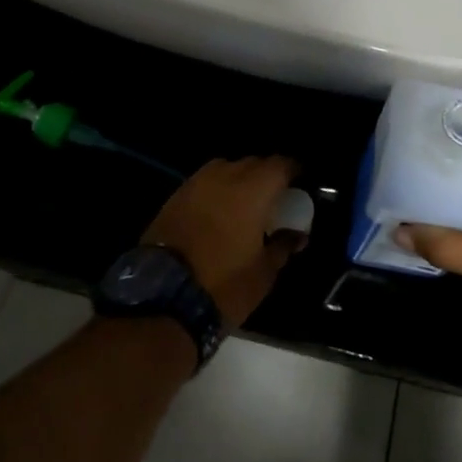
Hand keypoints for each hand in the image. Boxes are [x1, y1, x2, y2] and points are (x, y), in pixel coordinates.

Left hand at [143, 157, 305, 326]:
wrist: (161, 298)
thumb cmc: (223, 284)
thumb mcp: (263, 272)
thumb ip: (283, 245)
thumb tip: (296, 234)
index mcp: (253, 189)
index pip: (281, 164)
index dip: (293, 172)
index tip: (300, 185)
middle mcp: (225, 175)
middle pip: (253, 163)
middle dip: (266, 176)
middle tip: (274, 199)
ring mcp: (196, 183)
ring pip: (226, 169)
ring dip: (239, 181)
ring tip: (244, 205)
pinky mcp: (175, 196)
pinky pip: (204, 183)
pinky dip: (216, 191)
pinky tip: (217, 213)